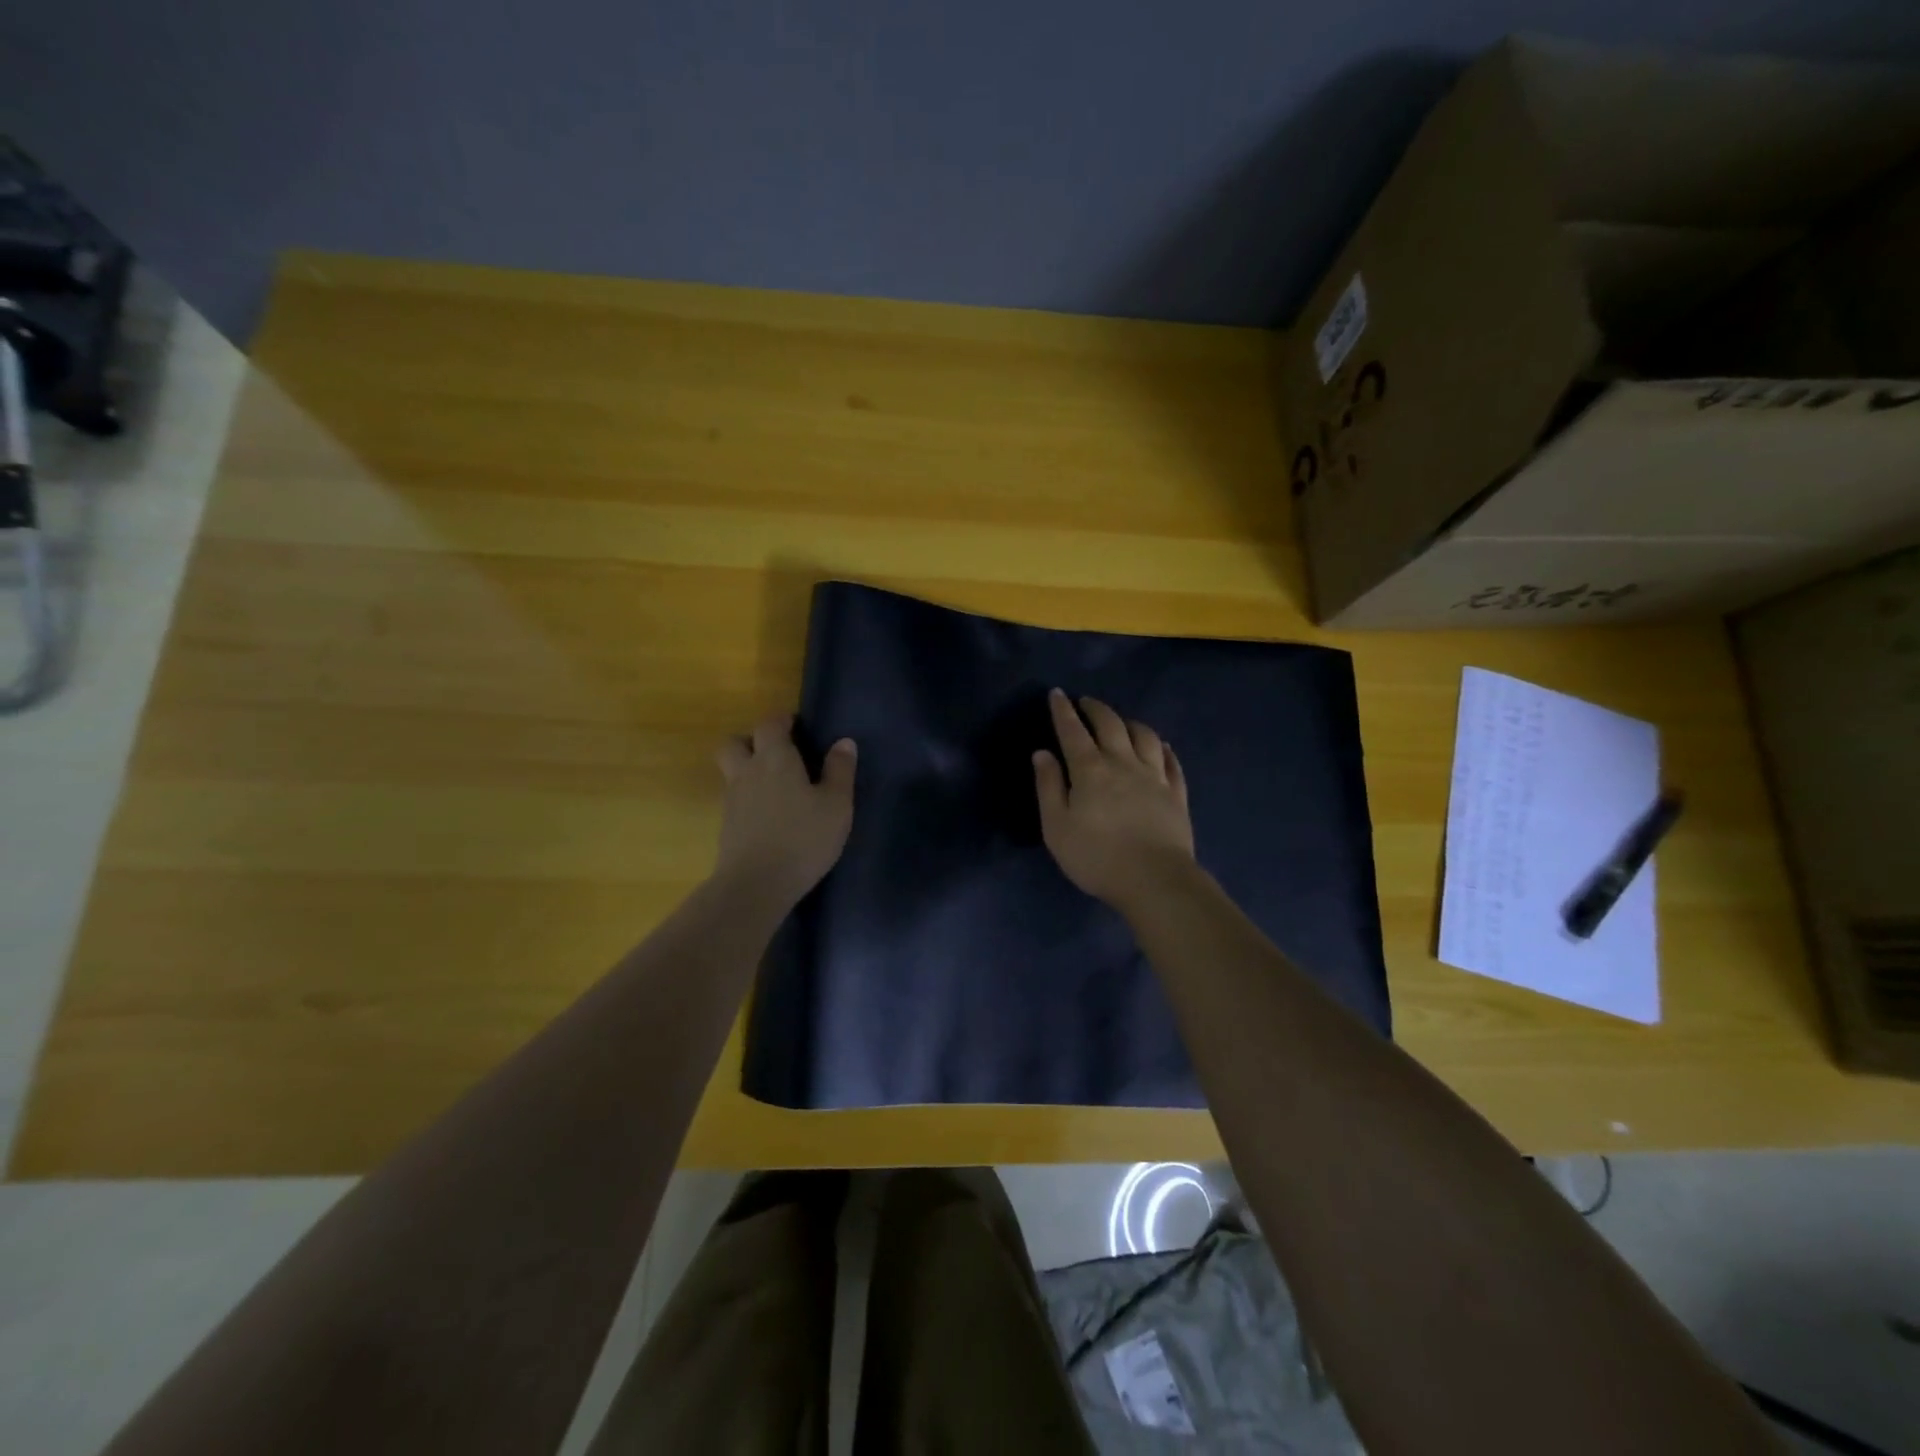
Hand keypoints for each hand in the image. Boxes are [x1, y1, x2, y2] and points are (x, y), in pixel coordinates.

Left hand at [714, 715, 856, 907]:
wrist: (755, 885)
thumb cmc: (803, 839)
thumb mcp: (836, 805)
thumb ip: (840, 771)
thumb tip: (844, 742)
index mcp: (775, 759)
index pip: (770, 724)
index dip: (782, 721)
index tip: (797, 726)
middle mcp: (747, 772)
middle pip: (735, 742)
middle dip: (752, 741)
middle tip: (778, 753)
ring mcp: (732, 800)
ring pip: (732, 771)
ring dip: (748, 770)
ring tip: (777, 786)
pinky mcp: (727, 827)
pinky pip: (735, 799)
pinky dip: (749, 799)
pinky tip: (770, 816)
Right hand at [1033, 688, 1194, 910]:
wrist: (1155, 880)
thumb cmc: (1096, 857)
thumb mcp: (1056, 827)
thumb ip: (1048, 787)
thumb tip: (1042, 753)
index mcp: (1090, 770)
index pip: (1073, 731)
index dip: (1063, 711)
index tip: (1057, 694)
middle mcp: (1123, 763)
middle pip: (1111, 725)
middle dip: (1096, 709)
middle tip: (1086, 702)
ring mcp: (1154, 776)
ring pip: (1144, 736)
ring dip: (1130, 723)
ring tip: (1122, 721)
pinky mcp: (1176, 794)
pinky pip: (1171, 762)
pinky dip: (1162, 748)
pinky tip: (1160, 746)